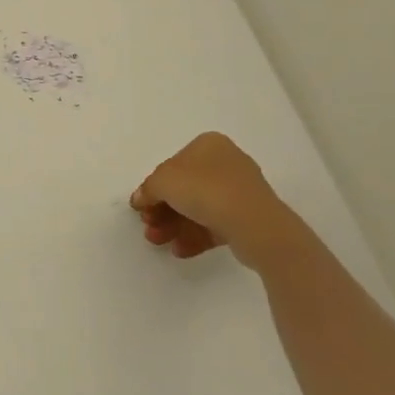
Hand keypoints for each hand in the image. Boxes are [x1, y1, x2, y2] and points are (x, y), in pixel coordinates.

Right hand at [130, 132, 303, 268]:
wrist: (254, 224)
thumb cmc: (204, 189)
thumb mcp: (163, 182)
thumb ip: (147, 189)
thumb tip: (140, 199)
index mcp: (208, 145)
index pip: (172, 166)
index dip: (154, 187)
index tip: (142, 207)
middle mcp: (225, 163)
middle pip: (184, 188)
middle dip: (162, 210)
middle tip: (148, 227)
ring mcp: (239, 192)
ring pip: (198, 209)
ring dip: (174, 225)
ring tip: (159, 242)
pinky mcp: (248, 218)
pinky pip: (215, 225)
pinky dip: (195, 236)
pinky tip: (180, 250)